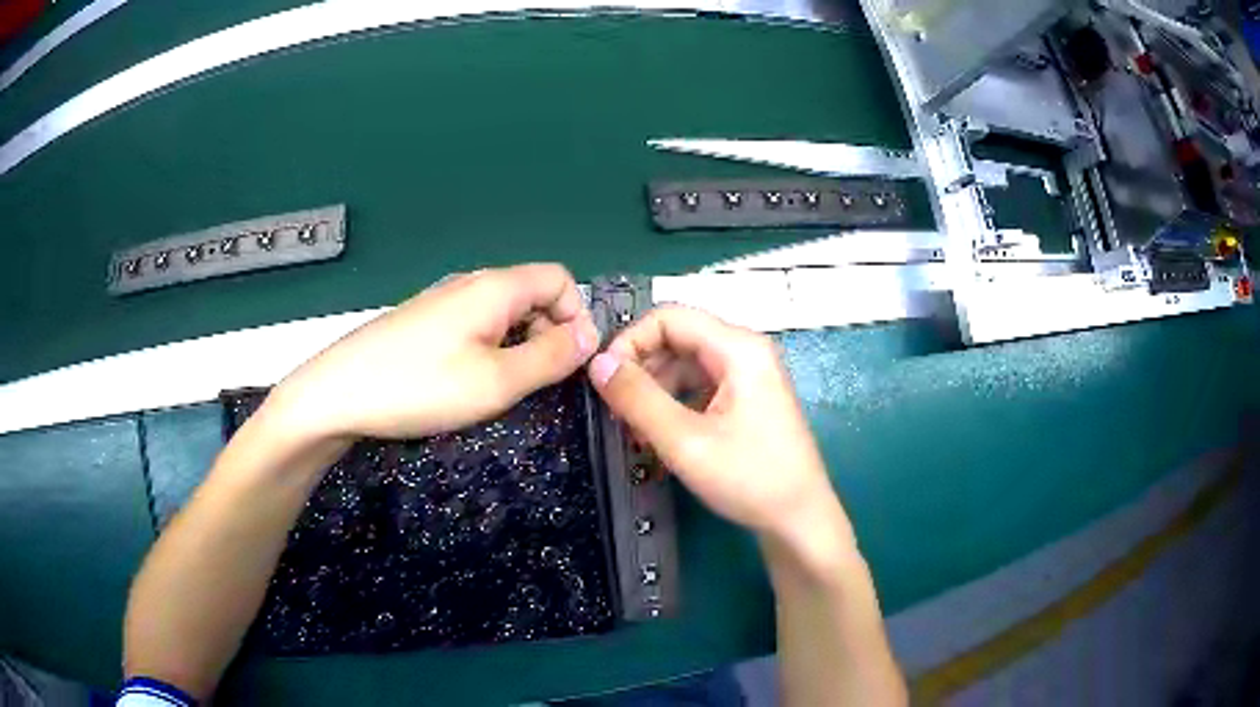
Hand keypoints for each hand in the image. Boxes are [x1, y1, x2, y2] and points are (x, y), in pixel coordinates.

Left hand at [272, 263, 597, 440]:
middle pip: (533, 294)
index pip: (560, 280)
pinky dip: (490, 350)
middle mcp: (472, 284)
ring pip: (504, 313)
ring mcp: (444, 302)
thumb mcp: (496, 381)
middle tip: (537, 384)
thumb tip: (589, 336)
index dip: (577, 317)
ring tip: (502, 389)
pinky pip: (476, 326)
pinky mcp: (425, 322)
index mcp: (495, 287)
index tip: (572, 364)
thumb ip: (549, 357)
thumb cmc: (419, 386)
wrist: (337, 393)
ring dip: (519, 346)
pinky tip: (468, 382)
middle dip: (549, 335)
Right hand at [587, 306, 851, 549]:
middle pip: (677, 339)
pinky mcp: (746, 400)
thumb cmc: (749, 479)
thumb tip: (598, 364)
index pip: (668, 318)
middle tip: (616, 413)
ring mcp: (748, 376)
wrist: (799, 520)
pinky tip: (659, 437)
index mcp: (738, 348)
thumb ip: (638, 399)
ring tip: (635, 433)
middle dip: (641, 371)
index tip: (604, 380)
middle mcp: (744, 352)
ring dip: (654, 392)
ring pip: (685, 366)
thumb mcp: (685, 441)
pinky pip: (699, 388)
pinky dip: (674, 406)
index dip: (630, 342)